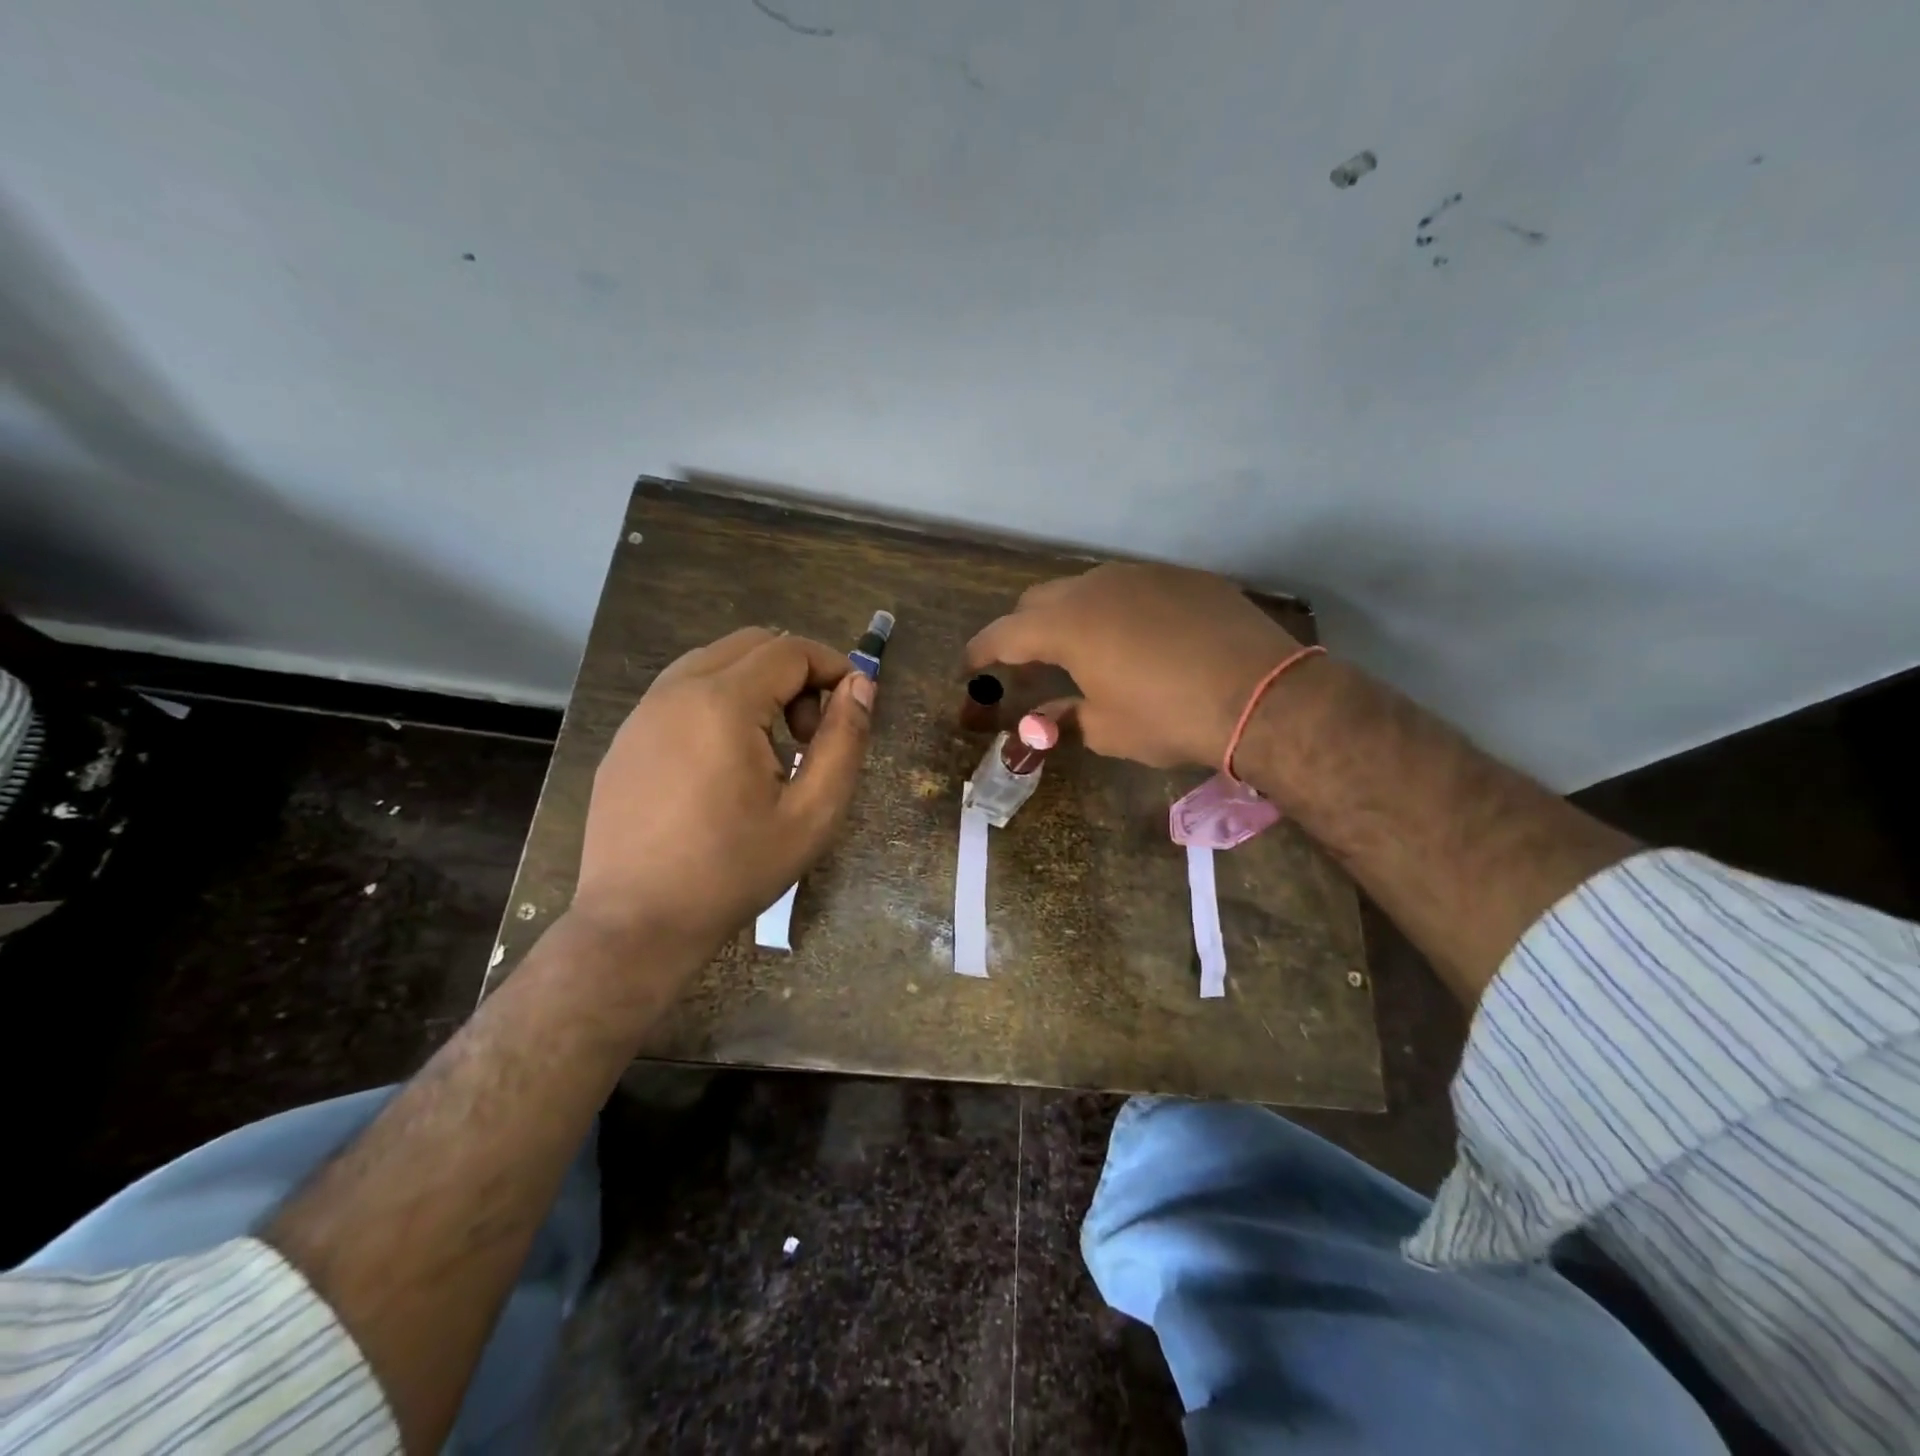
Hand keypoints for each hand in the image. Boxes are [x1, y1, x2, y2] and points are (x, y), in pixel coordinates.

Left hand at [571, 627, 874, 964]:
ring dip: (756, 685)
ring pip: (714, 662)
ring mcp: (642, 713)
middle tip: (808, 734)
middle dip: (795, 674)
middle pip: (752, 644)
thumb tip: (861, 685)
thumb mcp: (812, 813)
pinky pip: (681, 692)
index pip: (790, 650)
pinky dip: (719, 702)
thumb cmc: (734, 871)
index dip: (833, 667)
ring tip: (770, 748)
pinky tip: (724, 764)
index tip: (851, 708)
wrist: (638, 922)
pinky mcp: (625, 738)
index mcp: (723, 703)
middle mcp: (675, 691)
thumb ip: (844, 740)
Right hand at [965, 563, 1302, 769]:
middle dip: (1023, 632)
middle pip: (1038, 601)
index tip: (967, 668)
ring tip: (1081, 650)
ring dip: (1070, 616)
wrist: (1261, 694)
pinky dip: (1115, 611)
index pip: (1003, 634)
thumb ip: (1062, 719)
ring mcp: (1141, 574)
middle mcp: (1095, 586)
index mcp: (1066, 624)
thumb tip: (1038, 722)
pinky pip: (1130, 588)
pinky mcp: (1180, 577)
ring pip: (1085, 587)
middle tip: (1026, 666)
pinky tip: (1136, 639)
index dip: (980, 652)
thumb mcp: (1106, 729)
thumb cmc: (1169, 717)